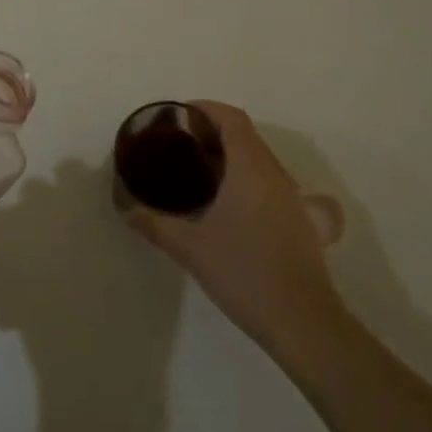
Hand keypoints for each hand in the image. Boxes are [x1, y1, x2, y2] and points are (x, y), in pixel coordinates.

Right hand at [124, 100, 345, 357]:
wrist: (302, 322)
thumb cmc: (244, 273)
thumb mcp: (191, 248)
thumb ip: (156, 225)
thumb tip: (127, 210)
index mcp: (251, 168)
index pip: (232, 119)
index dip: (207, 109)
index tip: (181, 116)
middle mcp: (277, 175)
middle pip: (248, 136)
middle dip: (216, 133)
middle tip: (184, 145)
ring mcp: (295, 199)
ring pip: (263, 160)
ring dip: (235, 156)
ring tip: (204, 172)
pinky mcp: (303, 222)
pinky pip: (275, 184)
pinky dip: (253, 180)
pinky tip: (237, 206)